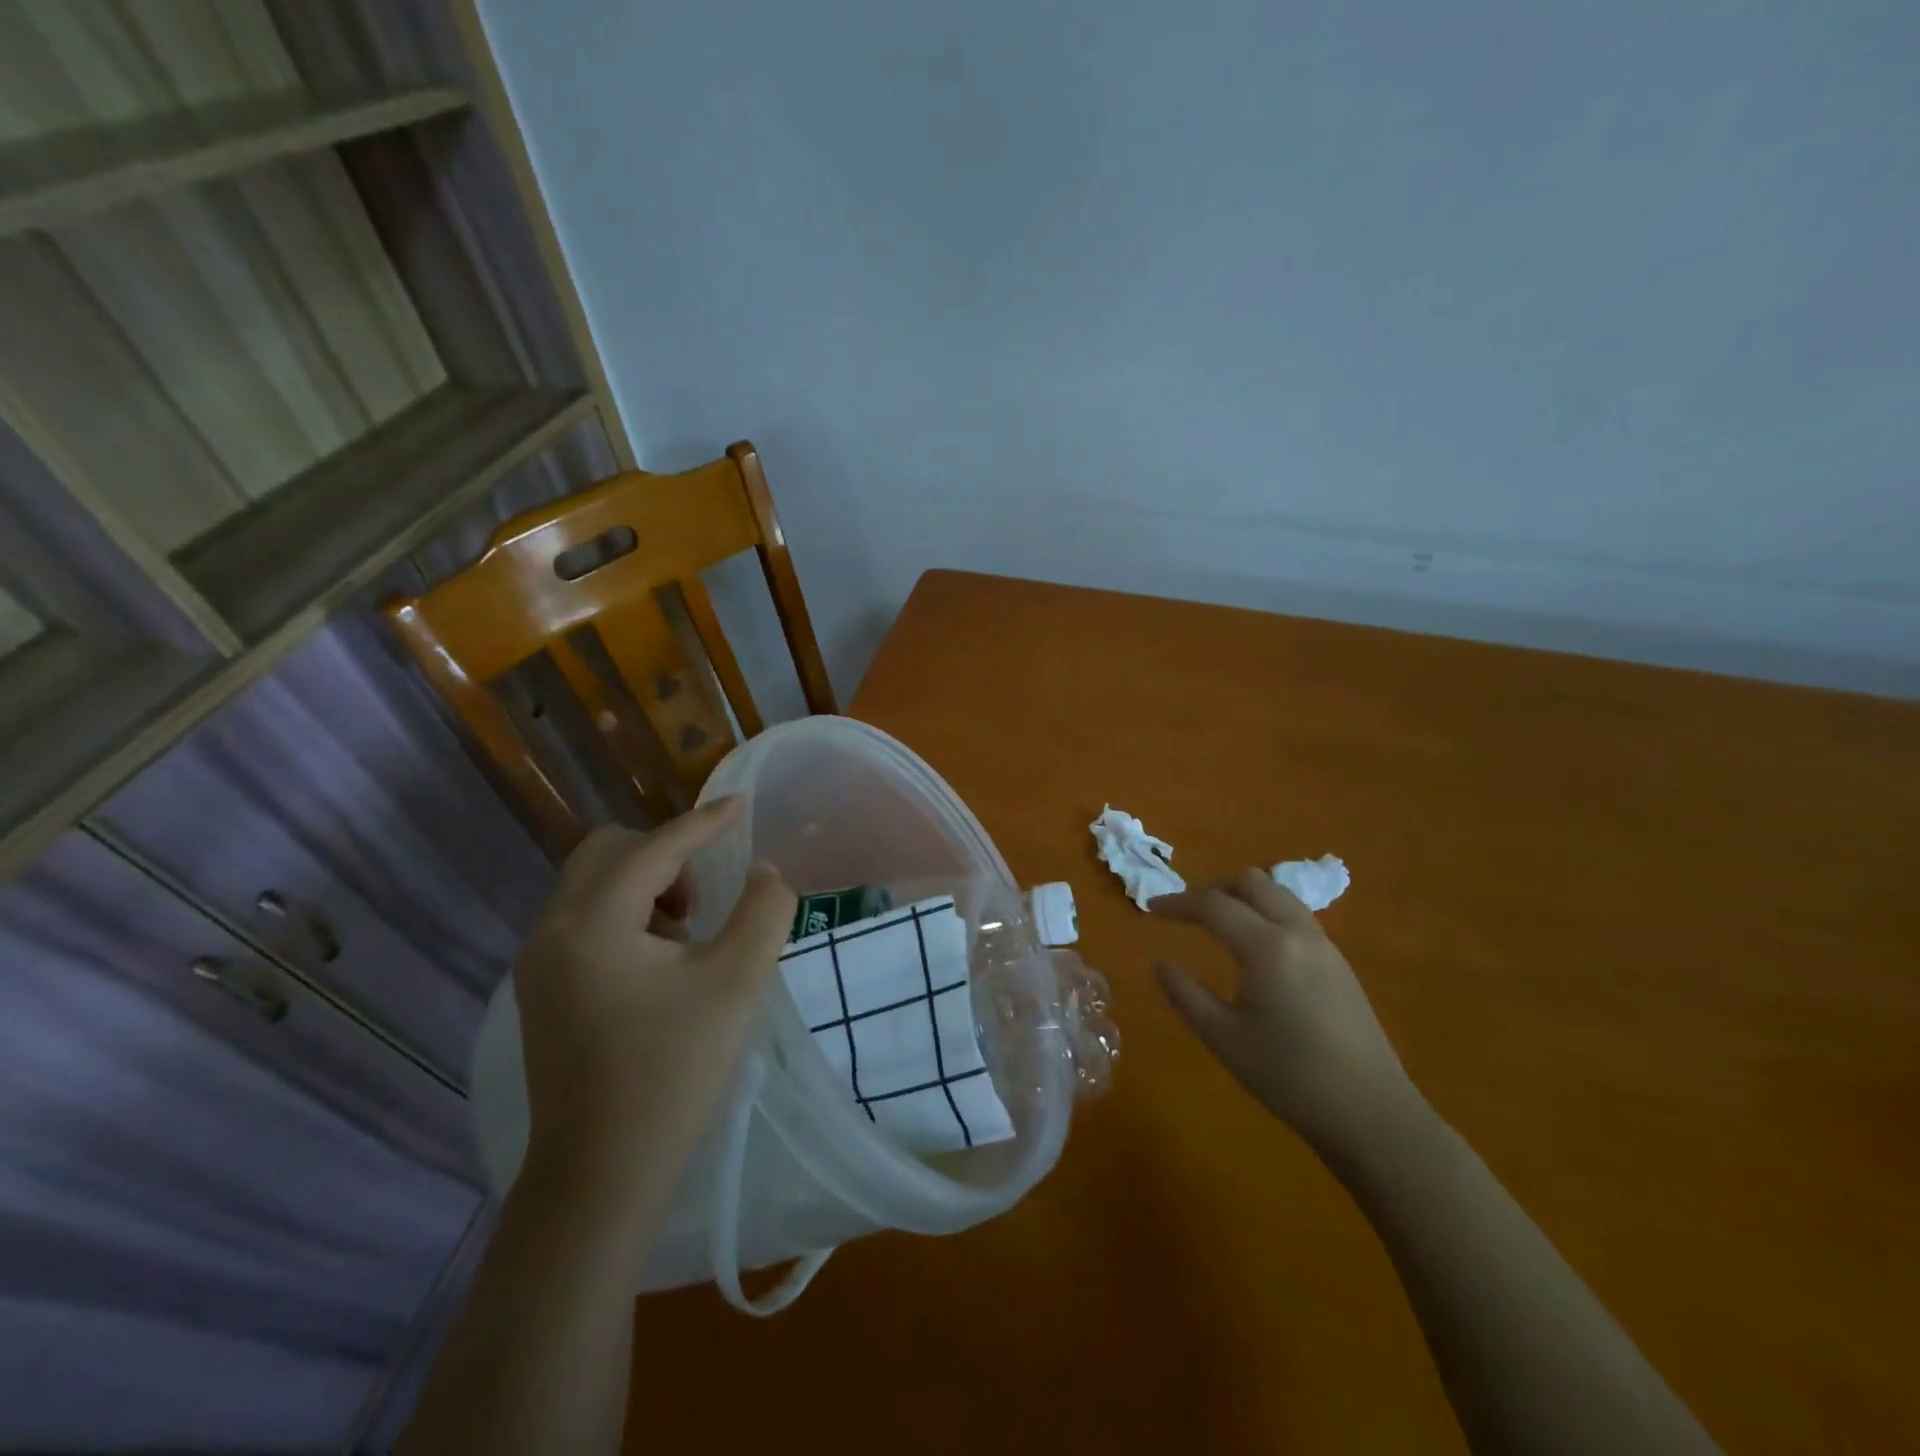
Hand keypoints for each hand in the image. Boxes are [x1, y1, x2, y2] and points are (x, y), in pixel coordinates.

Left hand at [512, 799, 794, 1206]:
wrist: (602, 1176)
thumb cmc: (674, 1070)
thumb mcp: (738, 980)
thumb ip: (763, 909)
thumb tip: (763, 871)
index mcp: (593, 921)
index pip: (655, 847)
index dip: (704, 822)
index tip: (740, 803)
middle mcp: (552, 930)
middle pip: (607, 852)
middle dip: (664, 853)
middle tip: (707, 893)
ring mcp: (539, 964)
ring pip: (592, 885)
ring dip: (645, 884)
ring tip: (688, 932)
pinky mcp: (543, 993)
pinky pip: (584, 920)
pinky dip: (625, 915)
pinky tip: (660, 962)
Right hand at [1151, 868, 1426, 1158]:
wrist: (1372, 1114)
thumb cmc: (1289, 1077)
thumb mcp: (1224, 1038)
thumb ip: (1185, 994)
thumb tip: (1161, 962)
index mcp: (1267, 947)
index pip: (1213, 905)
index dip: (1177, 903)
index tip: (1150, 910)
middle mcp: (1298, 932)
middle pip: (1251, 881)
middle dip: (1213, 887)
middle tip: (1187, 912)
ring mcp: (1324, 945)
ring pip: (1278, 894)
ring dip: (1243, 897)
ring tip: (1218, 924)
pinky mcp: (1339, 962)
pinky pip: (1295, 915)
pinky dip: (1266, 913)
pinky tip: (1255, 949)